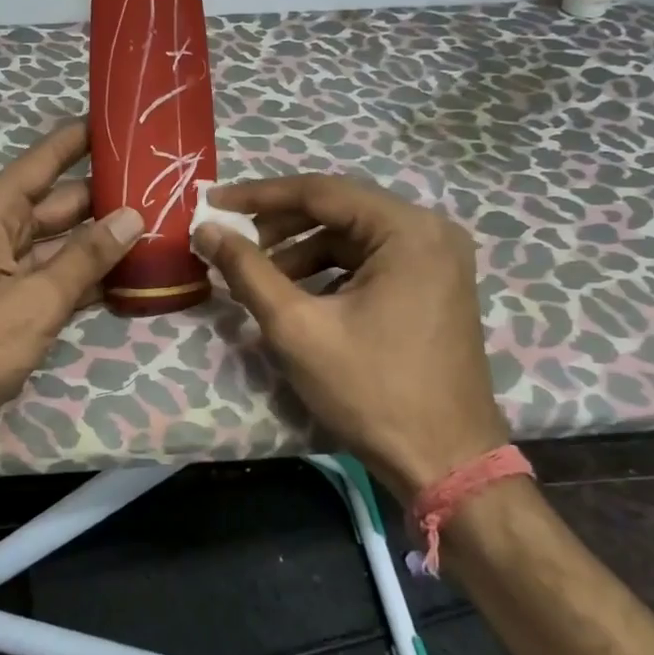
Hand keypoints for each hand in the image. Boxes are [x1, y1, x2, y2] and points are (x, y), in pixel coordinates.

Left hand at [0, 122, 143, 467]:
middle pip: (62, 204)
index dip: (81, 137)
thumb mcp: (33, 300)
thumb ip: (85, 259)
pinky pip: (58, 284)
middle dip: (108, 193)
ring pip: (64, 247)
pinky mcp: (12, 312)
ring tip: (164, 226)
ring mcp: (6, 276)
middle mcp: (0, 236)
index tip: (124, 117)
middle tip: (167, 182)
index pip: (45, 161)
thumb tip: (132, 215)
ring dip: (105, 241)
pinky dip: (90, 281)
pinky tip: (132, 278)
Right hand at [194, 174, 507, 491]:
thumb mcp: (297, 327)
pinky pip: (371, 260)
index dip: (259, 195)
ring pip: (353, 236)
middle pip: (339, 209)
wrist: (446, 463)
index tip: (213, 202)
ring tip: (260, 278)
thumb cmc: (371, 391)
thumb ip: (248, 270)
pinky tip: (299, 295)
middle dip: (279, 224)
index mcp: (407, 230)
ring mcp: (438, 260)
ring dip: (302, 250)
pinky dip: (330, 270)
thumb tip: (206, 229)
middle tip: (232, 241)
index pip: (320, 191)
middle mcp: (430, 232)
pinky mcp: (435, 286)